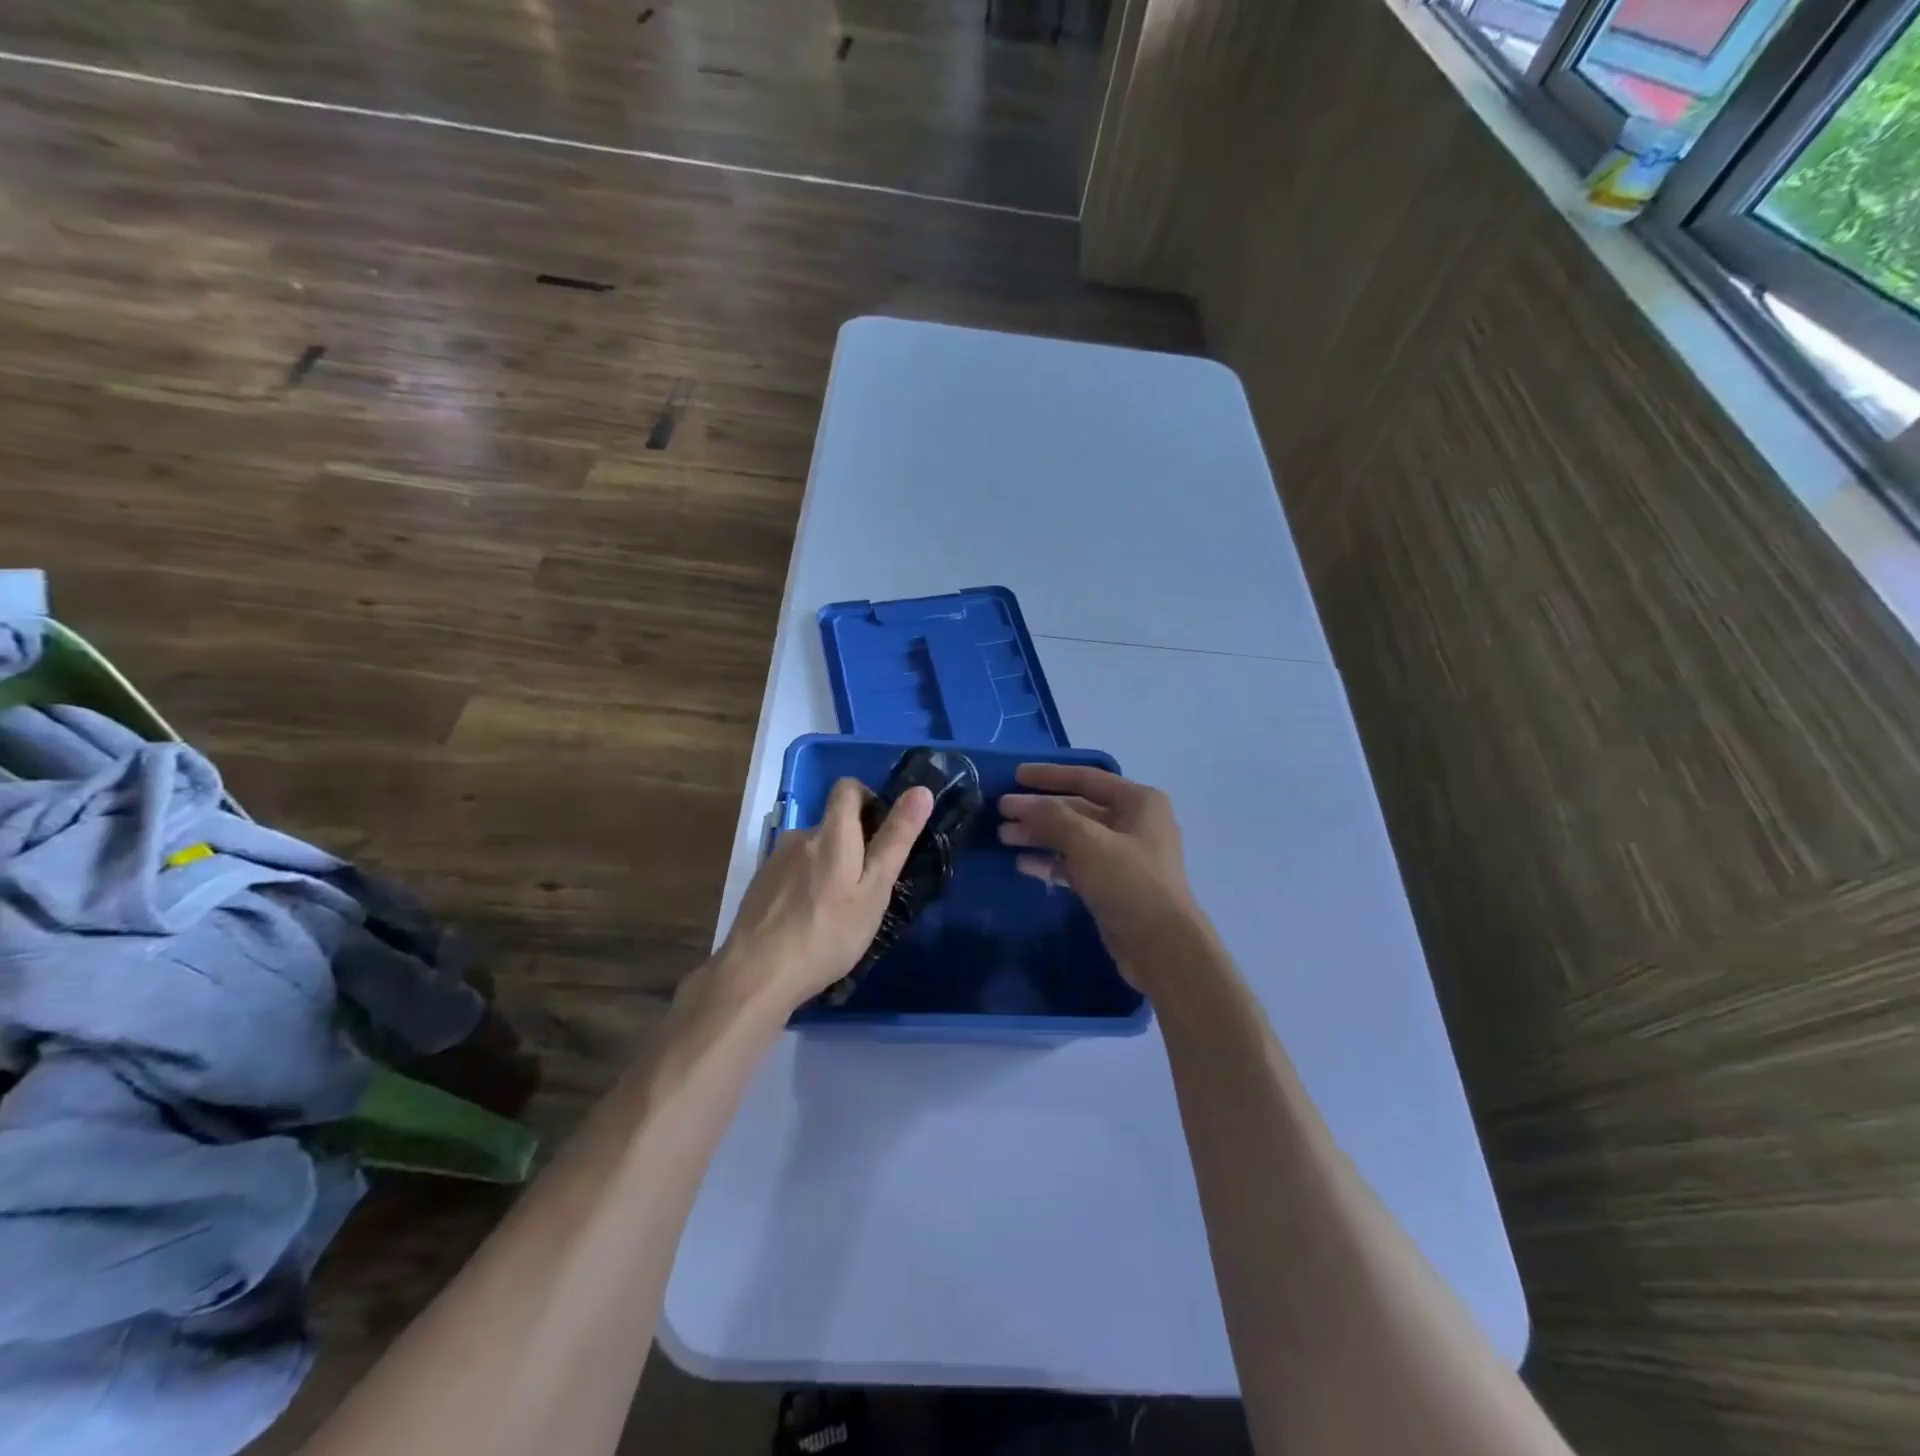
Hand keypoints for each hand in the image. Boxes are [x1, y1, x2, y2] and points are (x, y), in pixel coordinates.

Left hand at [714, 777, 933, 1015]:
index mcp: (831, 833)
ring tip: (838, 913)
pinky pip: (793, 874)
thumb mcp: (874, 889)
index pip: (848, 787)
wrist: (756, 974)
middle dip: (852, 846)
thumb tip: (921, 790)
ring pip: (812, 852)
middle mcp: (800, 836)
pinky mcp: (759, 885)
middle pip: (832, 825)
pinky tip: (809, 924)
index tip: (883, 833)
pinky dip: (806, 888)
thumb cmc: (827, 933)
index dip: (869, 799)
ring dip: (828, 870)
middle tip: (868, 890)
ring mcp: (775, 861)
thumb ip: (896, 839)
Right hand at [998, 763, 1211, 990]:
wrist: (1162, 947)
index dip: (1049, 775)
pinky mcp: (1112, 885)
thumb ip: (1051, 817)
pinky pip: (1076, 865)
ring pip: (1073, 838)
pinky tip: (1023, 864)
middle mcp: (1134, 823)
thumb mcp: (1088, 842)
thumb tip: (1018, 805)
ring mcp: (1123, 857)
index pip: (1087, 779)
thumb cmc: (1130, 883)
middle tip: (1001, 813)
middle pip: (1077, 809)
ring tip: (1004, 837)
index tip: (1015, 776)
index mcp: (1139, 801)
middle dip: (1039, 811)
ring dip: (1040, 836)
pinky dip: (1051, 862)